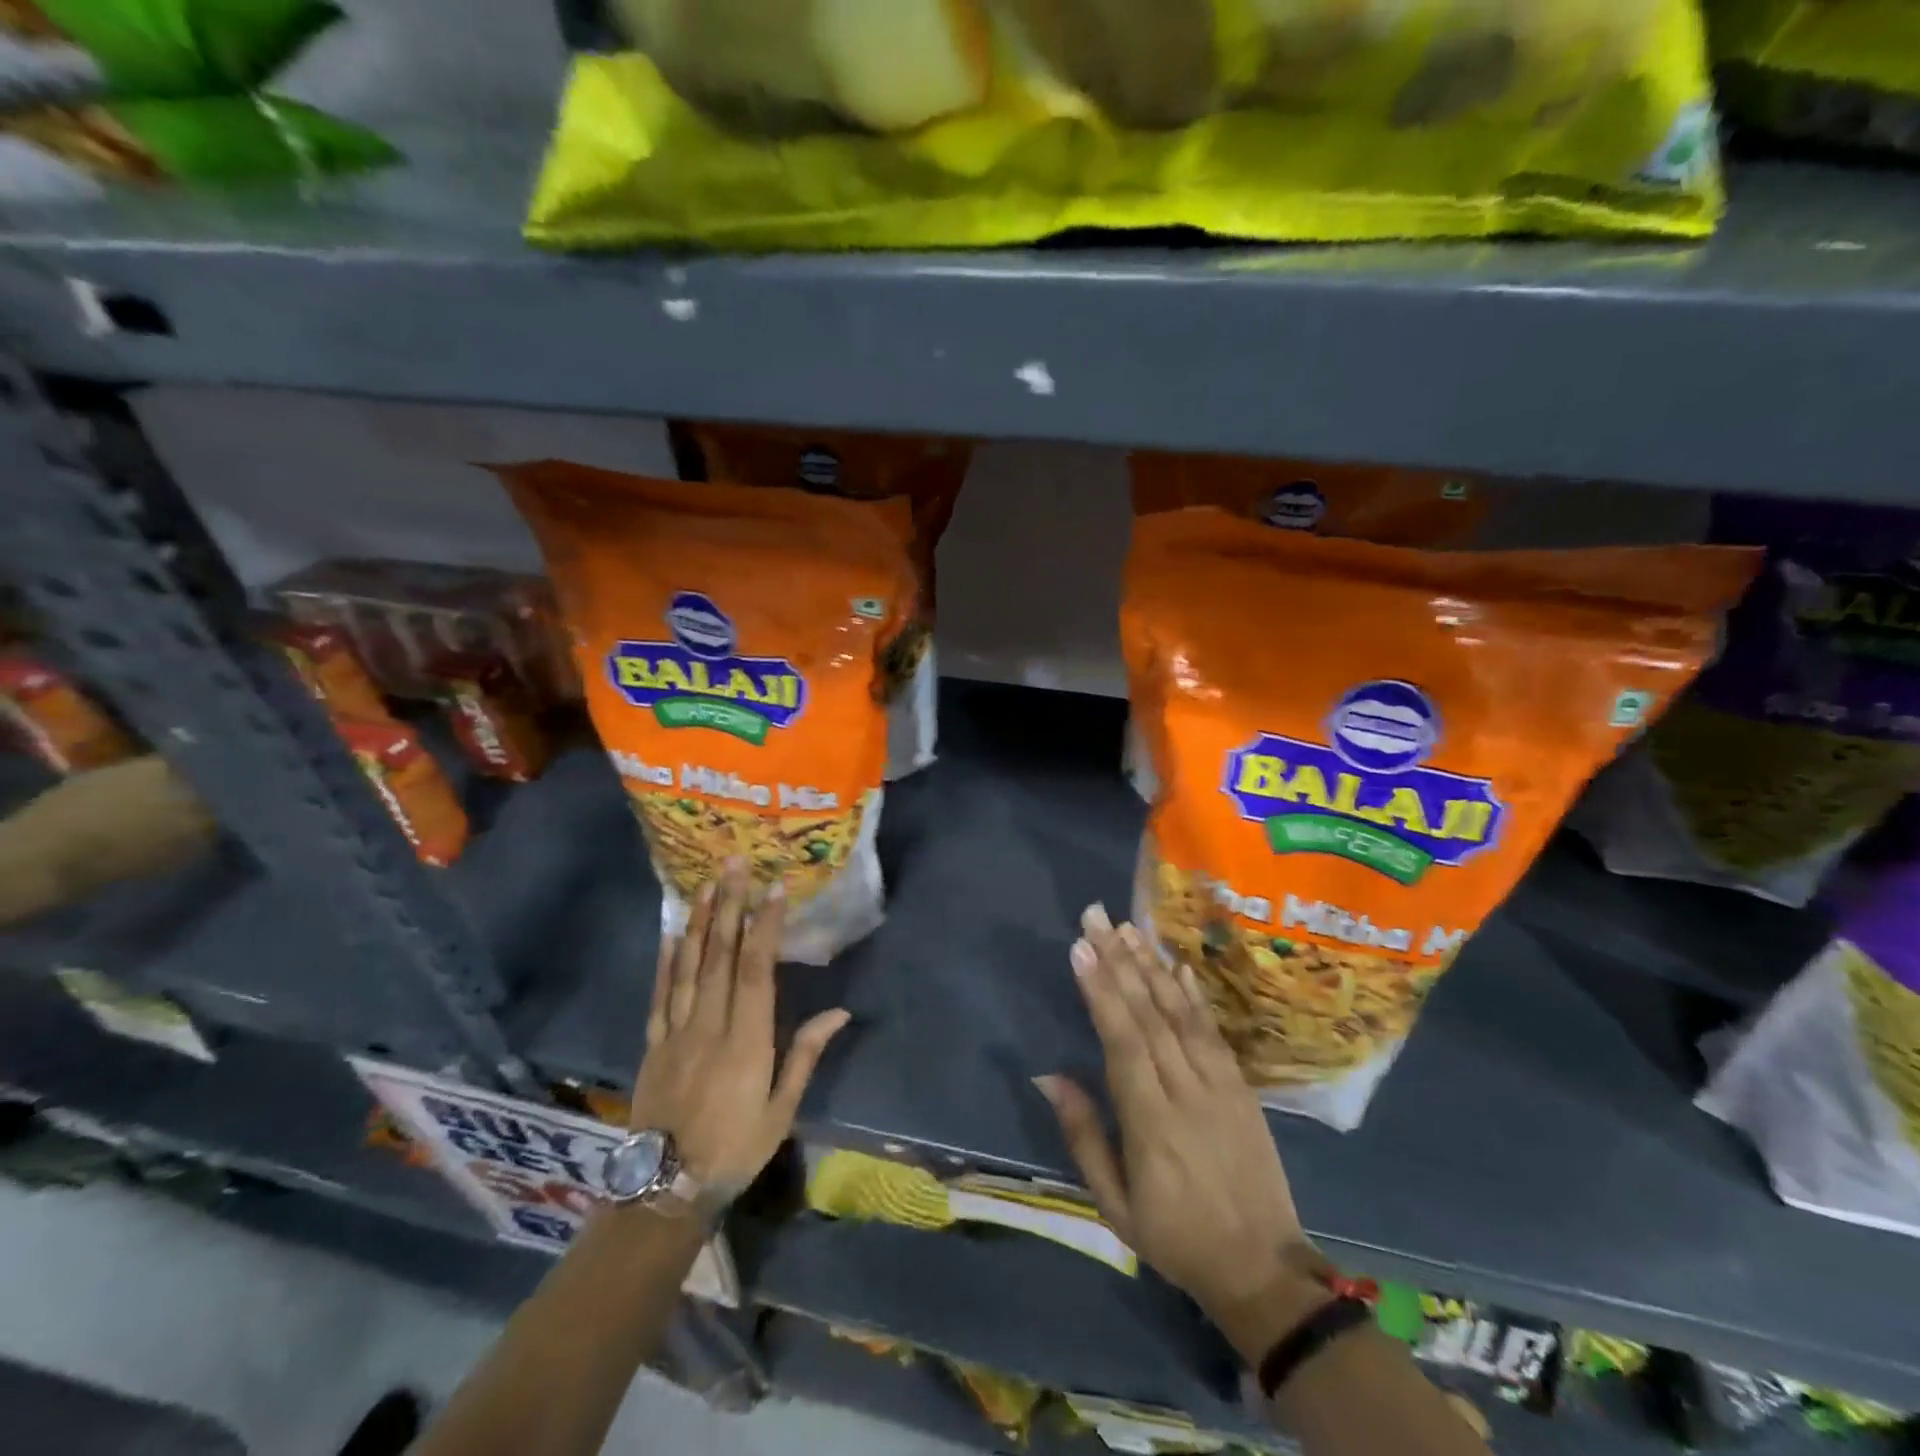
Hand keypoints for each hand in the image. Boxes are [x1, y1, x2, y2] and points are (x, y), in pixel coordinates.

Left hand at [629, 861, 849, 1200]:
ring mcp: (676, 1032)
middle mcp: (710, 1026)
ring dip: (700, 922)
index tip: (773, 889)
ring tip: (706, 884)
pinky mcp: (653, 1044)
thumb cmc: (735, 1149)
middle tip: (734, 864)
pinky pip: (660, 995)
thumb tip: (839, 1013)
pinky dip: (666, 961)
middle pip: (721, 957)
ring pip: (689, 967)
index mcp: (746, 1041)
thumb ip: (805, 1056)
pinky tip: (673, 933)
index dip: (764, 927)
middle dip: (730, 907)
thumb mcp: (781, 1110)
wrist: (664, 1190)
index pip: (757, 971)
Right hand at [1036, 904, 1324, 1355]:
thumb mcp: (1115, 1205)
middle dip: (1118, 960)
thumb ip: (1084, 1135)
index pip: (1123, 1041)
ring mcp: (1220, 1085)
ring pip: (1180, 1013)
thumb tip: (1050, 1076)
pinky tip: (1176, 965)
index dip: (1101, 991)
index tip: (1080, 948)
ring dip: (1151, 966)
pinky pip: (1213, 1031)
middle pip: (1149, 1014)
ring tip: (1126, 928)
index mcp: (1151, 1123)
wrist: (1263, 1270)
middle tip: (1095, 917)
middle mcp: (1187, 1091)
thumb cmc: (1176, 1238)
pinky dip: (1193, 995)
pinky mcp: (1241, 1087)